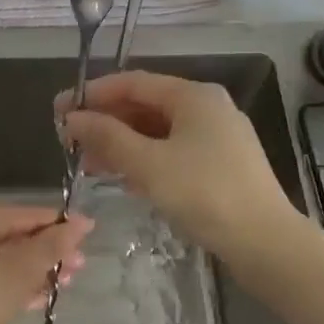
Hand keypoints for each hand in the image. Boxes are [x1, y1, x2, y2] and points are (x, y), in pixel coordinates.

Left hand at [0, 205, 91, 323]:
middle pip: (12, 235)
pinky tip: (33, 299)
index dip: (60, 226)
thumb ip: (51, 247)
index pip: (25, 214)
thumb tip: (81, 224)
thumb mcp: (19, 275)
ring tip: (61, 287)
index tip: (89, 237)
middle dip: (47, 253)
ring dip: (31, 270)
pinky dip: (7, 281)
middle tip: (77, 270)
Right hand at [58, 71, 295, 258]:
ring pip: (158, 132)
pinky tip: (124, 178)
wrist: (263, 241)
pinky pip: (173, 152)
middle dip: (106, 122)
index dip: (93, 94)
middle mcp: (208, 108)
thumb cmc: (204, 194)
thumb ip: (107, 137)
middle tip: (70, 141)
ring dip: (122, 144)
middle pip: (146, 106)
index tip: (59, 110)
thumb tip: (72, 117)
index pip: (133, 83)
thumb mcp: (148, 164)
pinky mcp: (221, 165)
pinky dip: (145, 160)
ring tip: (88, 164)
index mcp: (194, 96)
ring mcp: (217, 137)